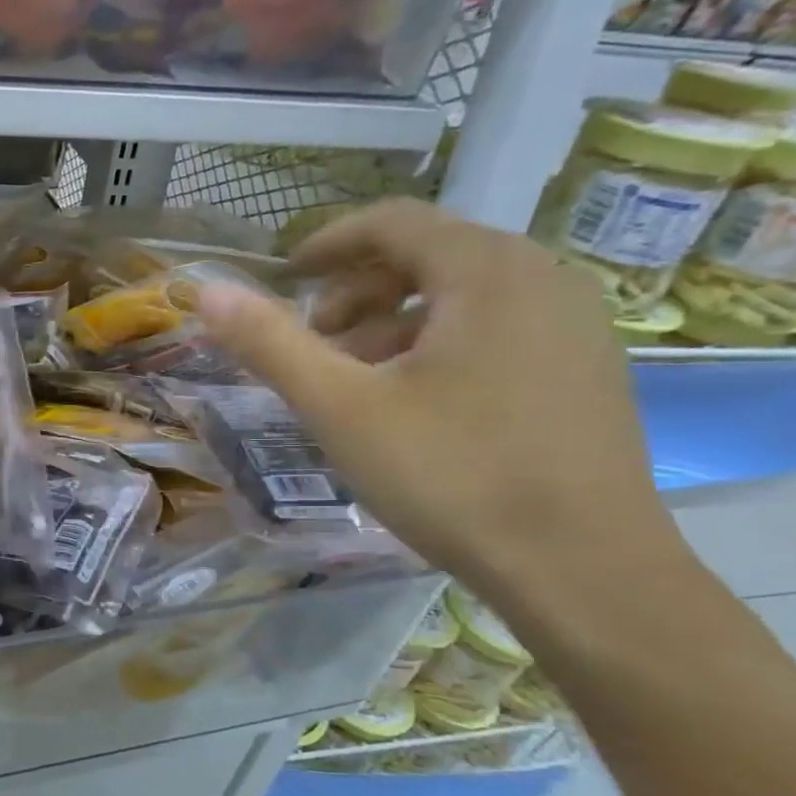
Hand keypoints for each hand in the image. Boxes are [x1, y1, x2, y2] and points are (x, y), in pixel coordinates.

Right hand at [199, 200, 687, 613]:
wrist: (587, 573)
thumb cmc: (453, 476)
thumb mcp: (342, 408)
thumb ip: (270, 344)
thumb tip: (208, 292)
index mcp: (487, 271)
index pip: (393, 222)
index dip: (328, 243)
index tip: (284, 277)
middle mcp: (542, 279)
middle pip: (428, 255)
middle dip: (357, 290)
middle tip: (314, 340)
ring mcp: (574, 326)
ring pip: (462, 296)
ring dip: (394, 321)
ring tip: (354, 379)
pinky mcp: (586, 371)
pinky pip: (496, 329)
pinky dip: (439, 345)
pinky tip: (414, 404)